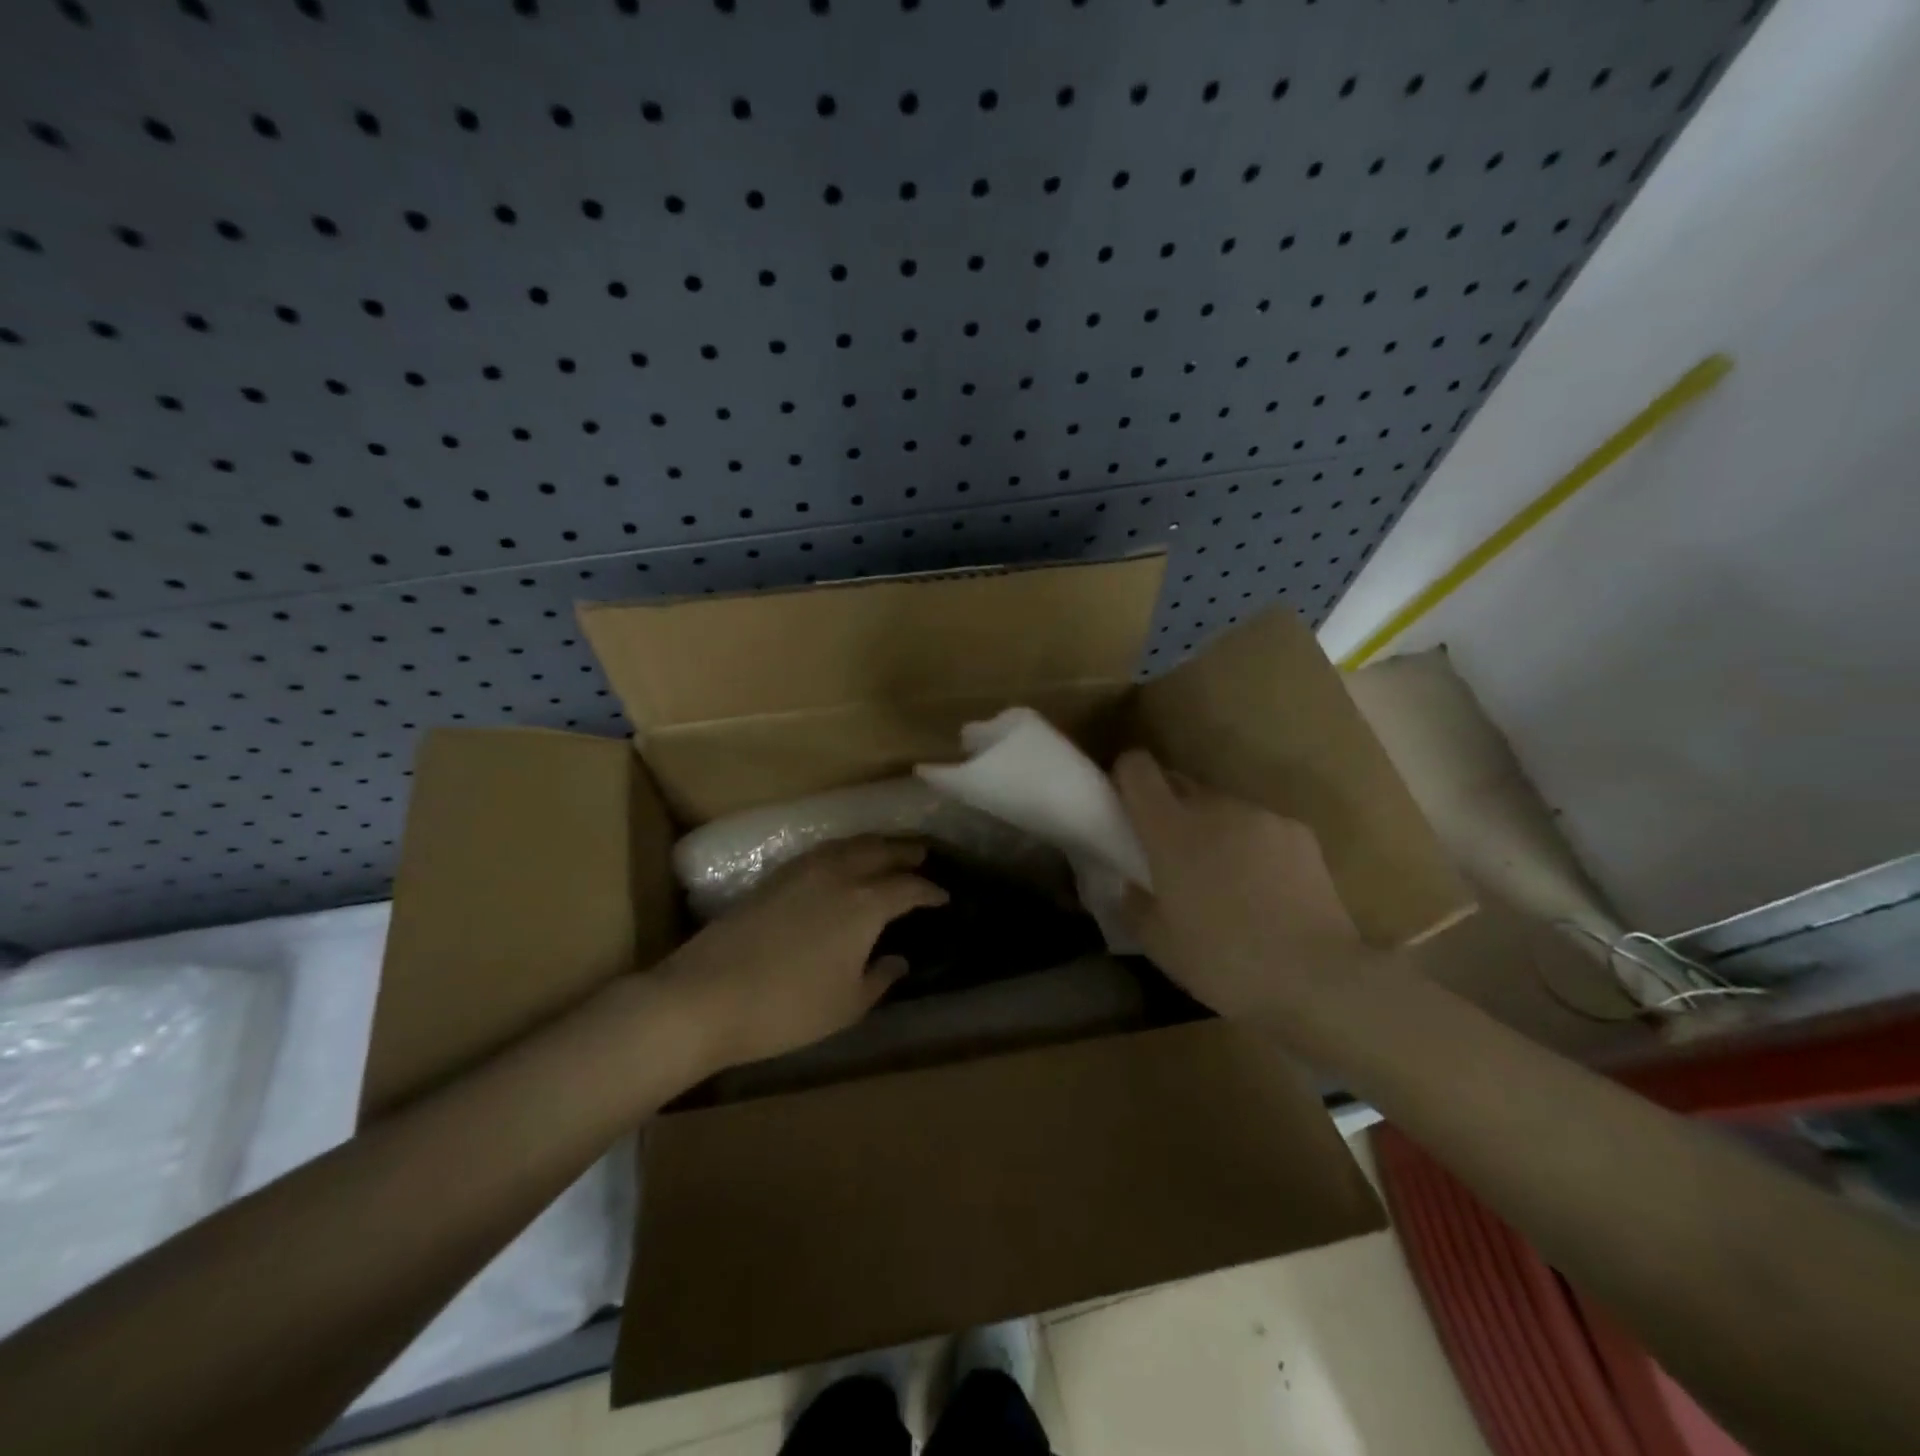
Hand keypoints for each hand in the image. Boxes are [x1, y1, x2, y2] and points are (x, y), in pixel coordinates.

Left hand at [654, 837, 947, 1073]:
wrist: (705, 996)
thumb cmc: (787, 1008)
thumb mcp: (847, 1005)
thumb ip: (879, 979)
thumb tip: (897, 960)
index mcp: (865, 904)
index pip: (908, 887)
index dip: (930, 891)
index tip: (943, 896)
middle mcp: (838, 875)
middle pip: (880, 850)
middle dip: (905, 852)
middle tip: (922, 855)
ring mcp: (802, 870)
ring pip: (847, 844)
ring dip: (873, 844)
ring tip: (886, 851)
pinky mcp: (774, 877)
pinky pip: (821, 851)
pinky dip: (842, 850)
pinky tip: (839, 864)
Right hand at [1113, 750, 1371, 1023]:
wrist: (1318, 978)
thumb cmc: (1224, 961)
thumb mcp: (1160, 945)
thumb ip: (1135, 905)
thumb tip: (1131, 886)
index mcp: (1170, 829)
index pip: (1137, 769)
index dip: (1126, 777)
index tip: (1124, 803)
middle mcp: (1214, 808)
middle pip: (1179, 785)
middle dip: (1168, 809)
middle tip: (1171, 854)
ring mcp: (1260, 816)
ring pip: (1222, 808)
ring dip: (1213, 830)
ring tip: (1224, 879)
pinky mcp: (1298, 833)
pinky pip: (1259, 828)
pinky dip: (1252, 846)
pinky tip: (1265, 890)